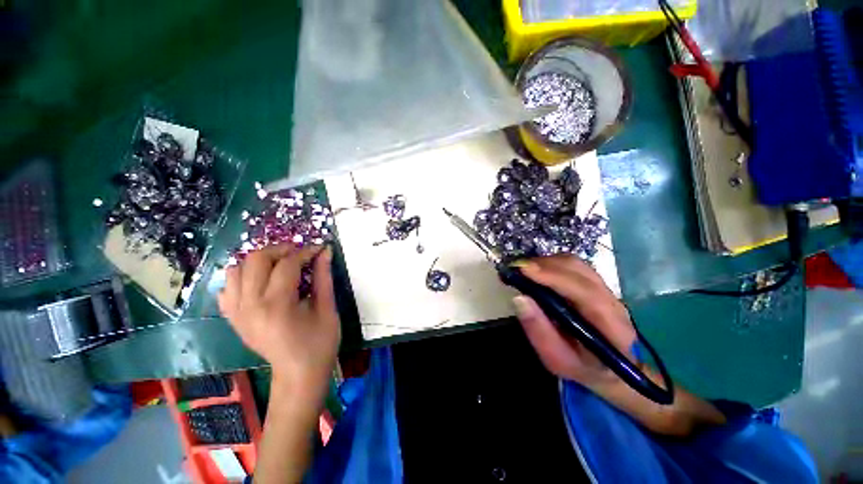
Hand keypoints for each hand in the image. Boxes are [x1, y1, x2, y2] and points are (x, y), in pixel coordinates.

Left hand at [218, 244, 340, 398]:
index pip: (287, 265)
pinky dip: (243, 277)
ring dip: (260, 261)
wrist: (298, 374)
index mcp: (277, 306)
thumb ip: (323, 277)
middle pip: (255, 260)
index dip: (305, 252)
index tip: (318, 249)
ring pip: (236, 269)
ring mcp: (236, 313)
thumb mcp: (327, 308)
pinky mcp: (233, 318)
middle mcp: (249, 306)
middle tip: (299, 254)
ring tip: (281, 266)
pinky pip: (228, 287)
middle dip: (280, 250)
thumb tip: (325, 251)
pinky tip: (262, 283)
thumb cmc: (319, 343)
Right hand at [513, 255, 636, 388]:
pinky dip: (549, 264)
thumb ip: (539, 331)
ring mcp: (605, 289)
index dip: (554, 278)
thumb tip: (518, 298)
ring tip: (522, 271)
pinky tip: (534, 272)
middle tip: (515, 269)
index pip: (585, 293)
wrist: (608, 368)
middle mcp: (612, 302)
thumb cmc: (581, 367)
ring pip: (575, 264)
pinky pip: (571, 265)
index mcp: (611, 328)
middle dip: (544, 266)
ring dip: (545, 263)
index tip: (524, 270)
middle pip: (579, 271)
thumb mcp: (556, 359)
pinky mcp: (594, 283)